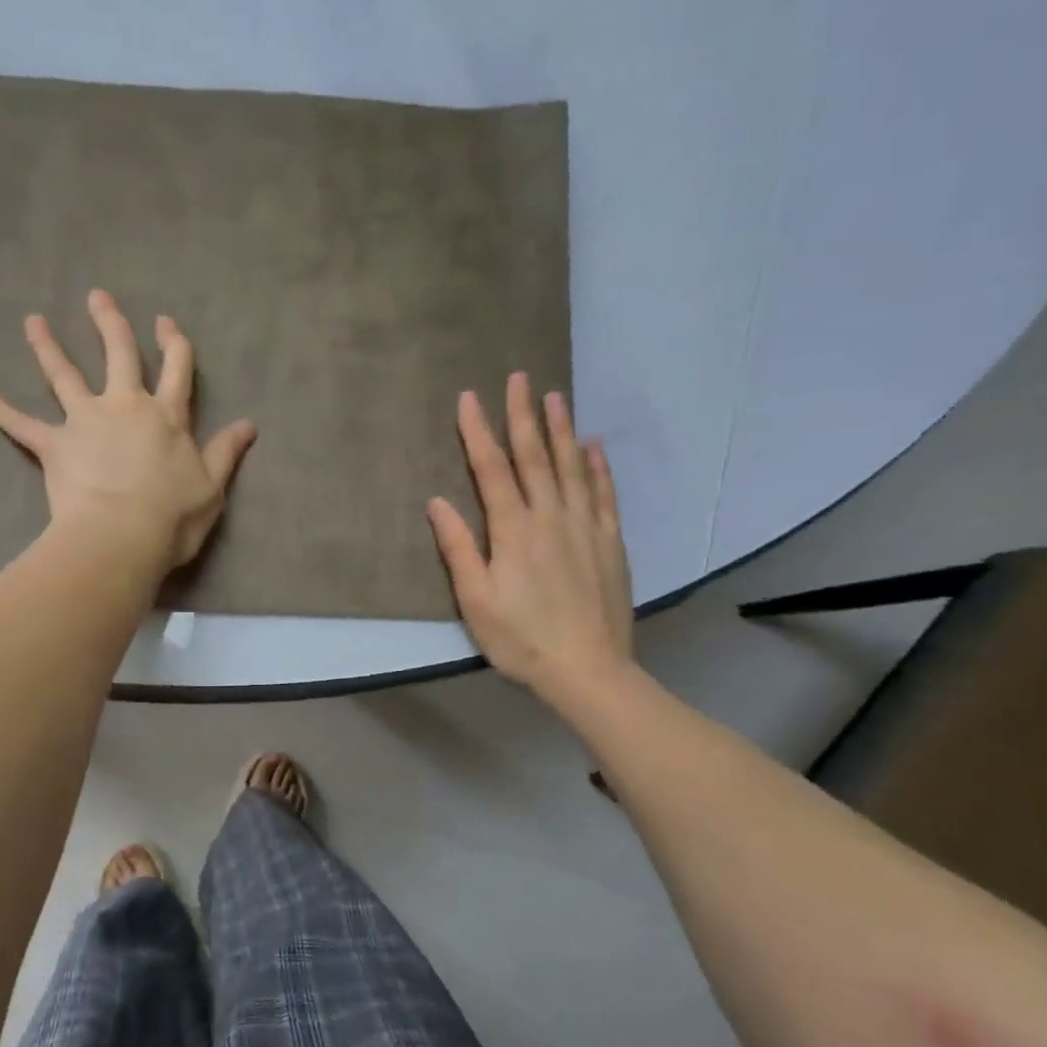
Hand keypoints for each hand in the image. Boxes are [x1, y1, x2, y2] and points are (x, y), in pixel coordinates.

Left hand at [0, 290, 256, 572]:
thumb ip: (226, 452)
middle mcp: (125, 407)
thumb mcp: (212, 487)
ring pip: (65, 375)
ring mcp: (86, 422)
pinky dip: (1, 410)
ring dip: (48, 347)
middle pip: (118, 355)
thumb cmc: (173, 517)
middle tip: (97, 297)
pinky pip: (22, 425)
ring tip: (33, 322)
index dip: (173, 344)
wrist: (122, 537)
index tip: (166, 322)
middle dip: (110, 323)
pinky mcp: (55, 445)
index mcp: (167, 416)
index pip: (176, 370)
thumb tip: (249, 424)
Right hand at [427, 374, 634, 707]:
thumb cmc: (520, 639)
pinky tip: (593, 446)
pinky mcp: (610, 542)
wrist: (588, 669)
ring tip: (555, 396)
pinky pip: (604, 493)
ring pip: (571, 467)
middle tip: (519, 377)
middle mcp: (550, 517)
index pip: (491, 470)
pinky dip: (597, 466)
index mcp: (513, 531)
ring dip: (561, 429)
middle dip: (523, 415)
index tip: (469, 398)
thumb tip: (437, 502)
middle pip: (534, 457)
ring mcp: (585, 527)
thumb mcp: (475, 600)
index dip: (478, 432)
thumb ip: (458, 548)